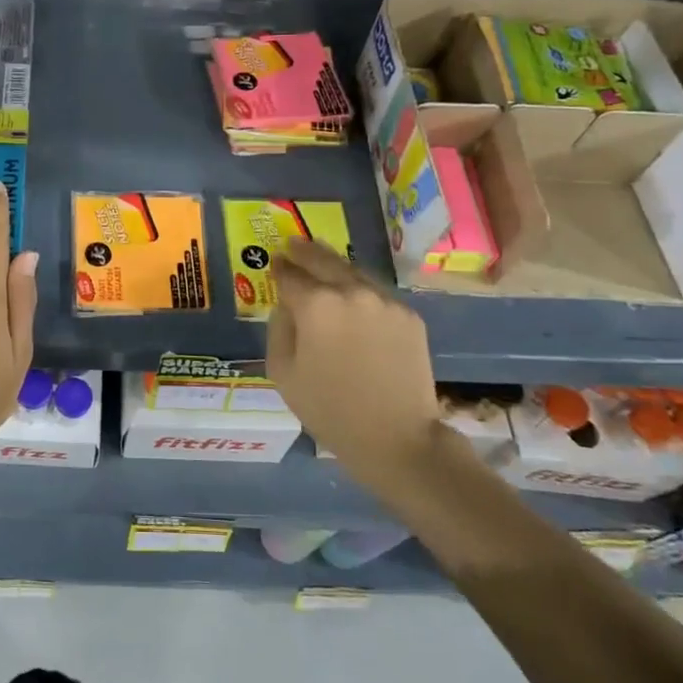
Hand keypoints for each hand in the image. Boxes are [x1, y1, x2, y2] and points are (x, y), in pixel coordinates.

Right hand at [267, 239, 443, 486]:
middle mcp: (351, 292)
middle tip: (293, 244)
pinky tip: (353, 300)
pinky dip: (360, 291)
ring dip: (334, 267)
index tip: (274, 261)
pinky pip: (376, 294)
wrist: (397, 437)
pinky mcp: (408, 315)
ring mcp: (384, 301)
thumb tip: (287, 303)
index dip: (279, 267)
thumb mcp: (282, 371)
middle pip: (323, 260)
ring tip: (321, 262)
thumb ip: (279, 327)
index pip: (290, 274)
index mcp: (316, 305)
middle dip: (305, 251)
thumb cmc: (329, 409)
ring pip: (353, 272)